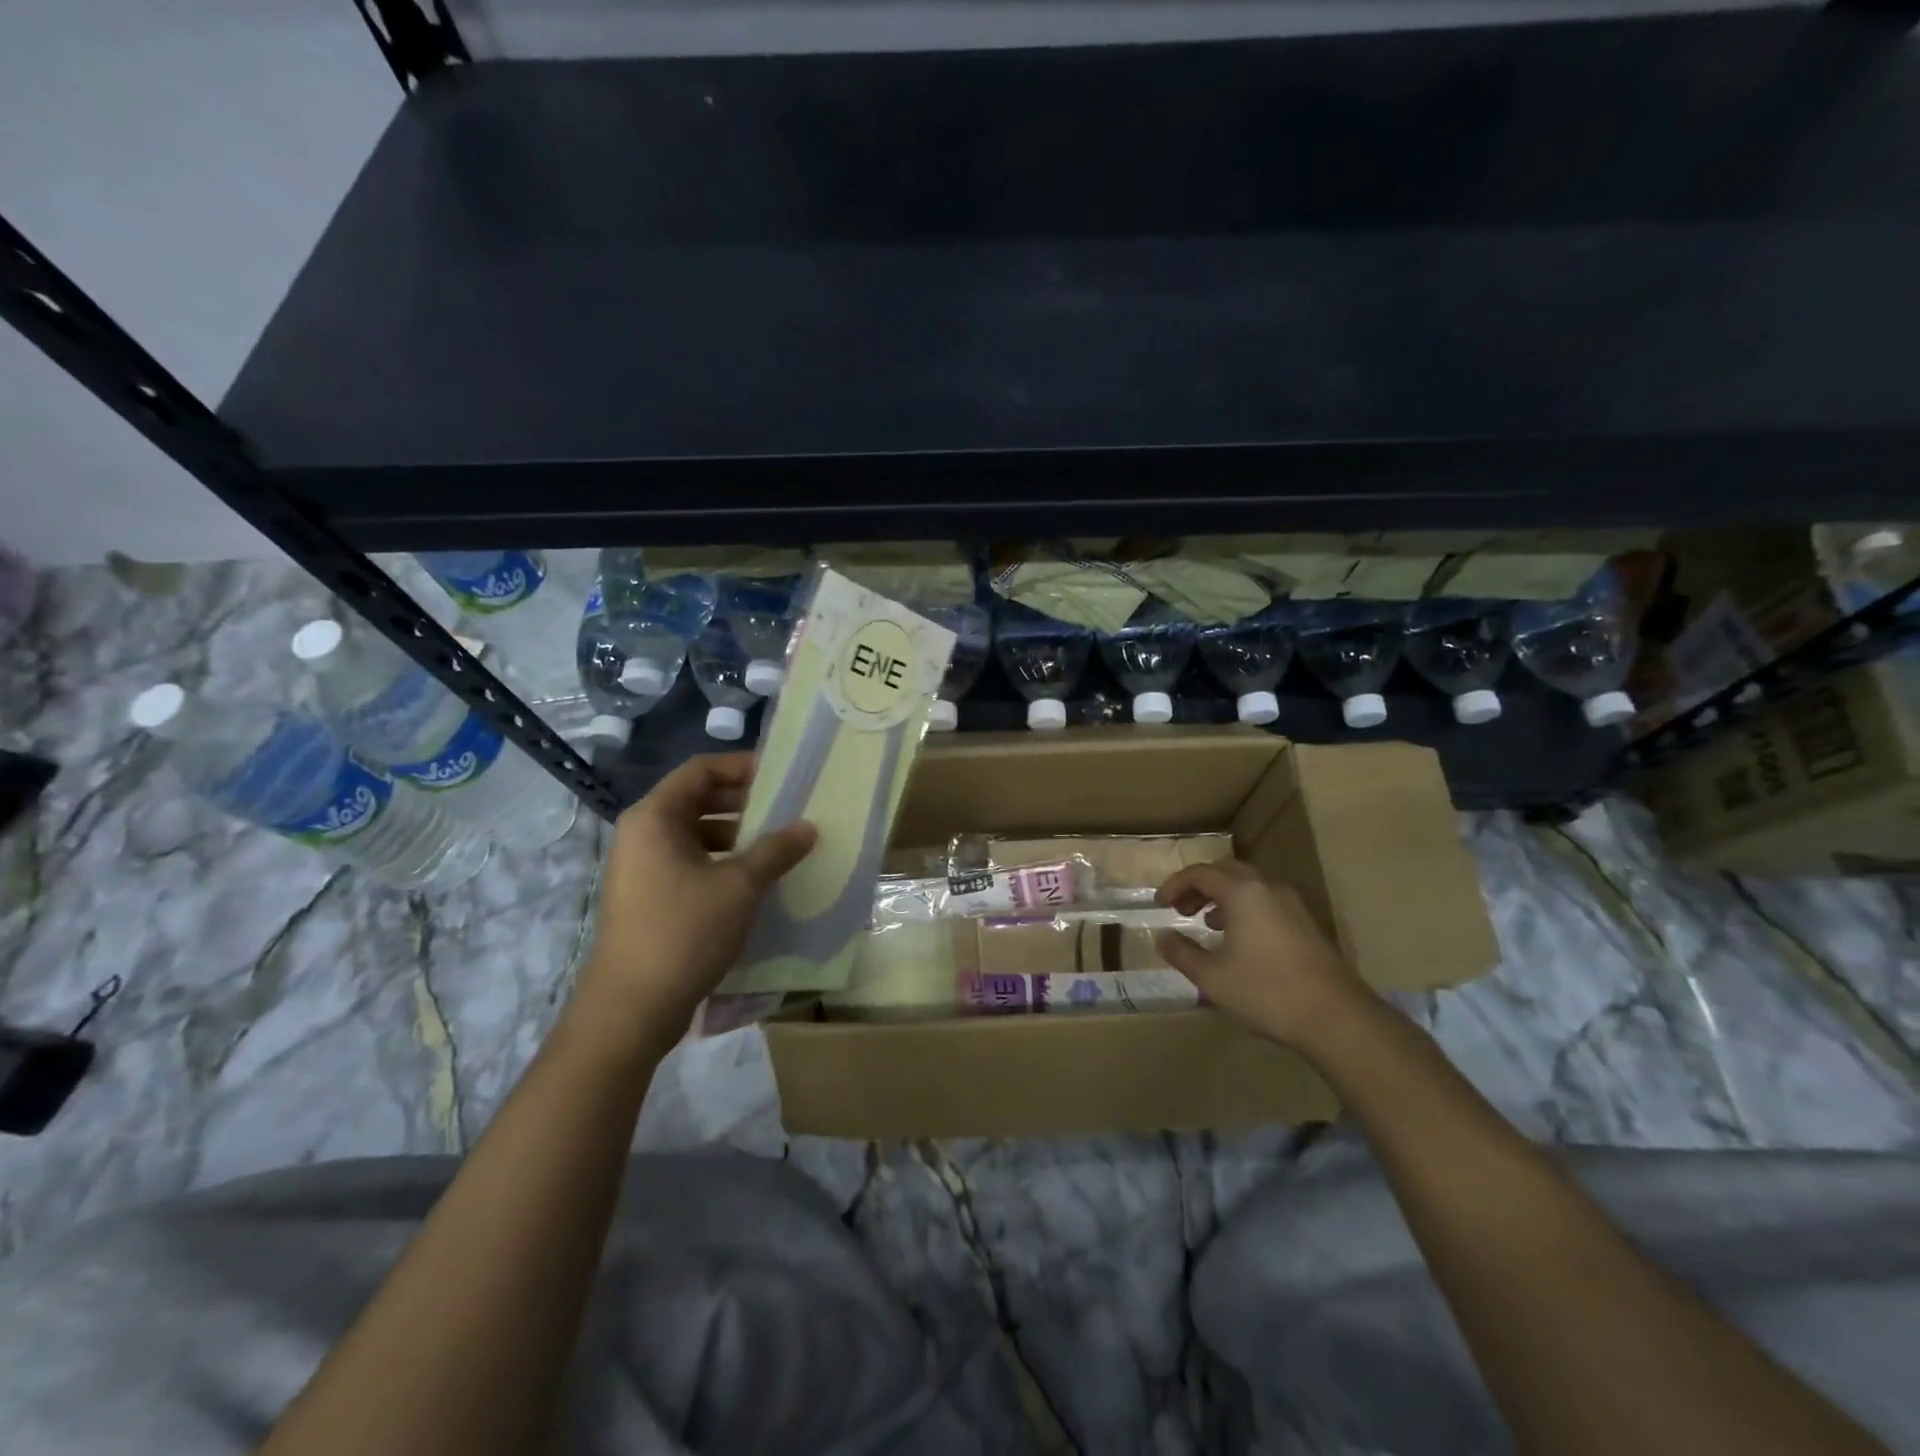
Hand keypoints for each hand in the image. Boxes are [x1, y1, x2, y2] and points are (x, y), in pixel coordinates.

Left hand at [574, 753, 815, 1046]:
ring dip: (735, 834)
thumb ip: (776, 850)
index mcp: (655, 817)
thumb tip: (808, 827)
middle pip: (696, 799)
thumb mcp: (740, 887)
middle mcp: (642, 833)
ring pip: (694, 833)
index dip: (741, 766)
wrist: (631, 1008)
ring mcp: (640, 867)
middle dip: (743, 802)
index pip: (700, 769)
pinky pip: (688, 862)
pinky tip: (752, 880)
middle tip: (786, 809)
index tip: (781, 775)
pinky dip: (720, 861)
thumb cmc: (684, 932)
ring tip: (776, 845)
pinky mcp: (646, 896)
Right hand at [1153, 860, 1375, 1054]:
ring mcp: (1291, 904)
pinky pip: (1265, 900)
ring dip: (1222, 896)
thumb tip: (1162, 937)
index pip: (1200, 873)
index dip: (1175, 885)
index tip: (1160, 904)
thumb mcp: (1212, 977)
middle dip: (1199, 886)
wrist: (1337, 1017)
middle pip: (1225, 871)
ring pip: (1248, 885)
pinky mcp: (1306, 923)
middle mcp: (1267, 887)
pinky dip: (1244, 908)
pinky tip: (1240, 939)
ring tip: (1207, 924)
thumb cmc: (1267, 992)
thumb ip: (1181, 953)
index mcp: (1242, 892)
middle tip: (1181, 909)